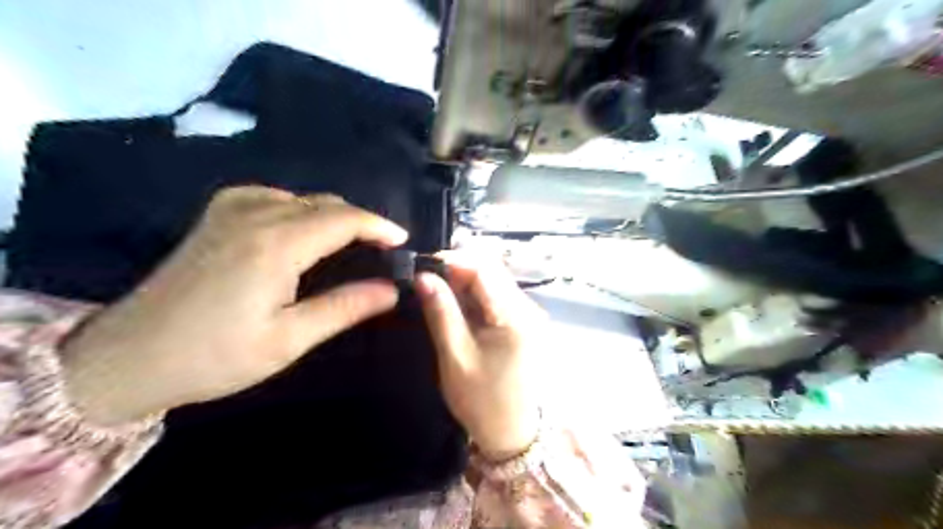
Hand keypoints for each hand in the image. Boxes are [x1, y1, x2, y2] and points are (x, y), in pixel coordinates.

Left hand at [61, 186, 407, 426]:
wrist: (128, 358)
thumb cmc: (215, 355)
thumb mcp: (290, 339)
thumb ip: (345, 307)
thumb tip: (392, 290)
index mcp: (277, 243)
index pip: (345, 219)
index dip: (380, 226)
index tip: (403, 242)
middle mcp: (256, 213)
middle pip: (326, 204)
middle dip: (361, 222)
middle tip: (382, 250)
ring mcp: (231, 209)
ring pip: (303, 197)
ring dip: (334, 215)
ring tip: (352, 243)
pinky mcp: (216, 215)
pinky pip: (274, 196)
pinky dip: (301, 208)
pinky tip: (303, 229)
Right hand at [413, 251, 542, 459]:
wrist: (511, 433)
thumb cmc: (482, 400)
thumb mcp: (455, 356)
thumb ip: (441, 312)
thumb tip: (423, 276)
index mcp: (515, 316)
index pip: (485, 269)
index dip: (453, 260)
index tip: (423, 266)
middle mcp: (529, 308)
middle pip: (492, 272)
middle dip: (458, 271)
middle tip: (427, 282)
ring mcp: (529, 315)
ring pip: (494, 283)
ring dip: (465, 284)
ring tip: (438, 295)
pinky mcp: (524, 322)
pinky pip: (497, 298)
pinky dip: (475, 297)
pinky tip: (458, 308)